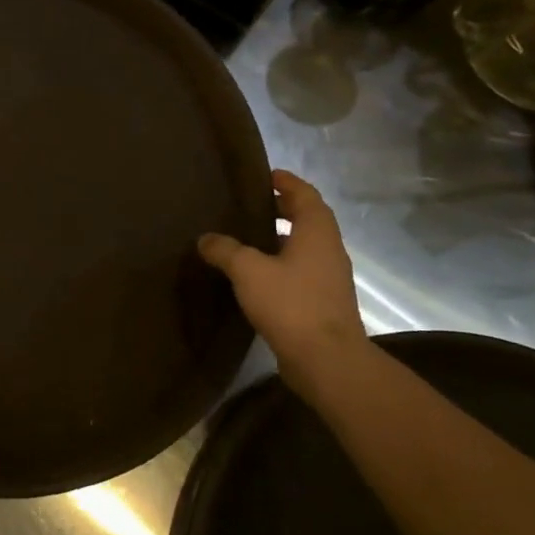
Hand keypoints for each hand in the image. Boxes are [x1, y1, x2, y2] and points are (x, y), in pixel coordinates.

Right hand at [199, 170, 367, 387]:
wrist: (326, 359)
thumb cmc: (291, 304)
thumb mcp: (248, 271)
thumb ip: (225, 250)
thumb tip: (206, 238)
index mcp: (317, 233)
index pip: (306, 196)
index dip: (287, 183)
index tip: (267, 175)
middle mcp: (328, 251)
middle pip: (308, 220)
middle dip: (284, 209)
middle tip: (252, 205)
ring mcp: (328, 279)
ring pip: (304, 247)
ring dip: (281, 238)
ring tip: (248, 238)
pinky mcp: (322, 303)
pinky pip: (300, 271)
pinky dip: (281, 264)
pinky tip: (256, 276)